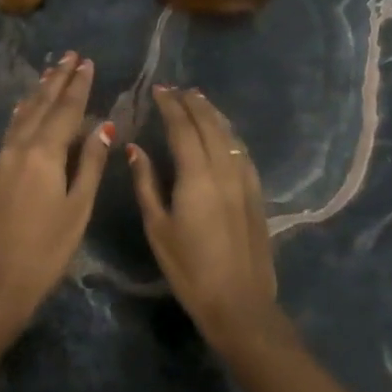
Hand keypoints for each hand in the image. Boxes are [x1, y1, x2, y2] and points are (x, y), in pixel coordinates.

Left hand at [0, 52, 112, 325]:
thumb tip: (104, 127)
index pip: (65, 110)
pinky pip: (12, 131)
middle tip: (70, 55)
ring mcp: (1, 160)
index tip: (88, 62)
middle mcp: (18, 148)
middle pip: (40, 106)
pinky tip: (26, 110)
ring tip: (51, 72)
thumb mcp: (78, 208)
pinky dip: (24, 114)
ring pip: (23, 116)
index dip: (78, 86)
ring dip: (38, 93)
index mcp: (43, 154)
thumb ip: (91, 164)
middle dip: (57, 80)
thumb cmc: (46, 251)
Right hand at [127, 86, 282, 351]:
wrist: (239, 303)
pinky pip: (241, 152)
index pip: (183, 128)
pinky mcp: (256, 194)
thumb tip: (136, 149)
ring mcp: (245, 181)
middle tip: (177, 89)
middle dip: (192, 104)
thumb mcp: (158, 228)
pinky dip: (229, 134)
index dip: (171, 106)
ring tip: (200, 100)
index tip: (159, 90)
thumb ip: (146, 184)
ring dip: (213, 114)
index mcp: (197, 177)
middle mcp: (224, 170)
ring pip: (229, 136)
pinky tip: (223, 134)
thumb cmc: (189, 269)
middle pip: (209, 126)